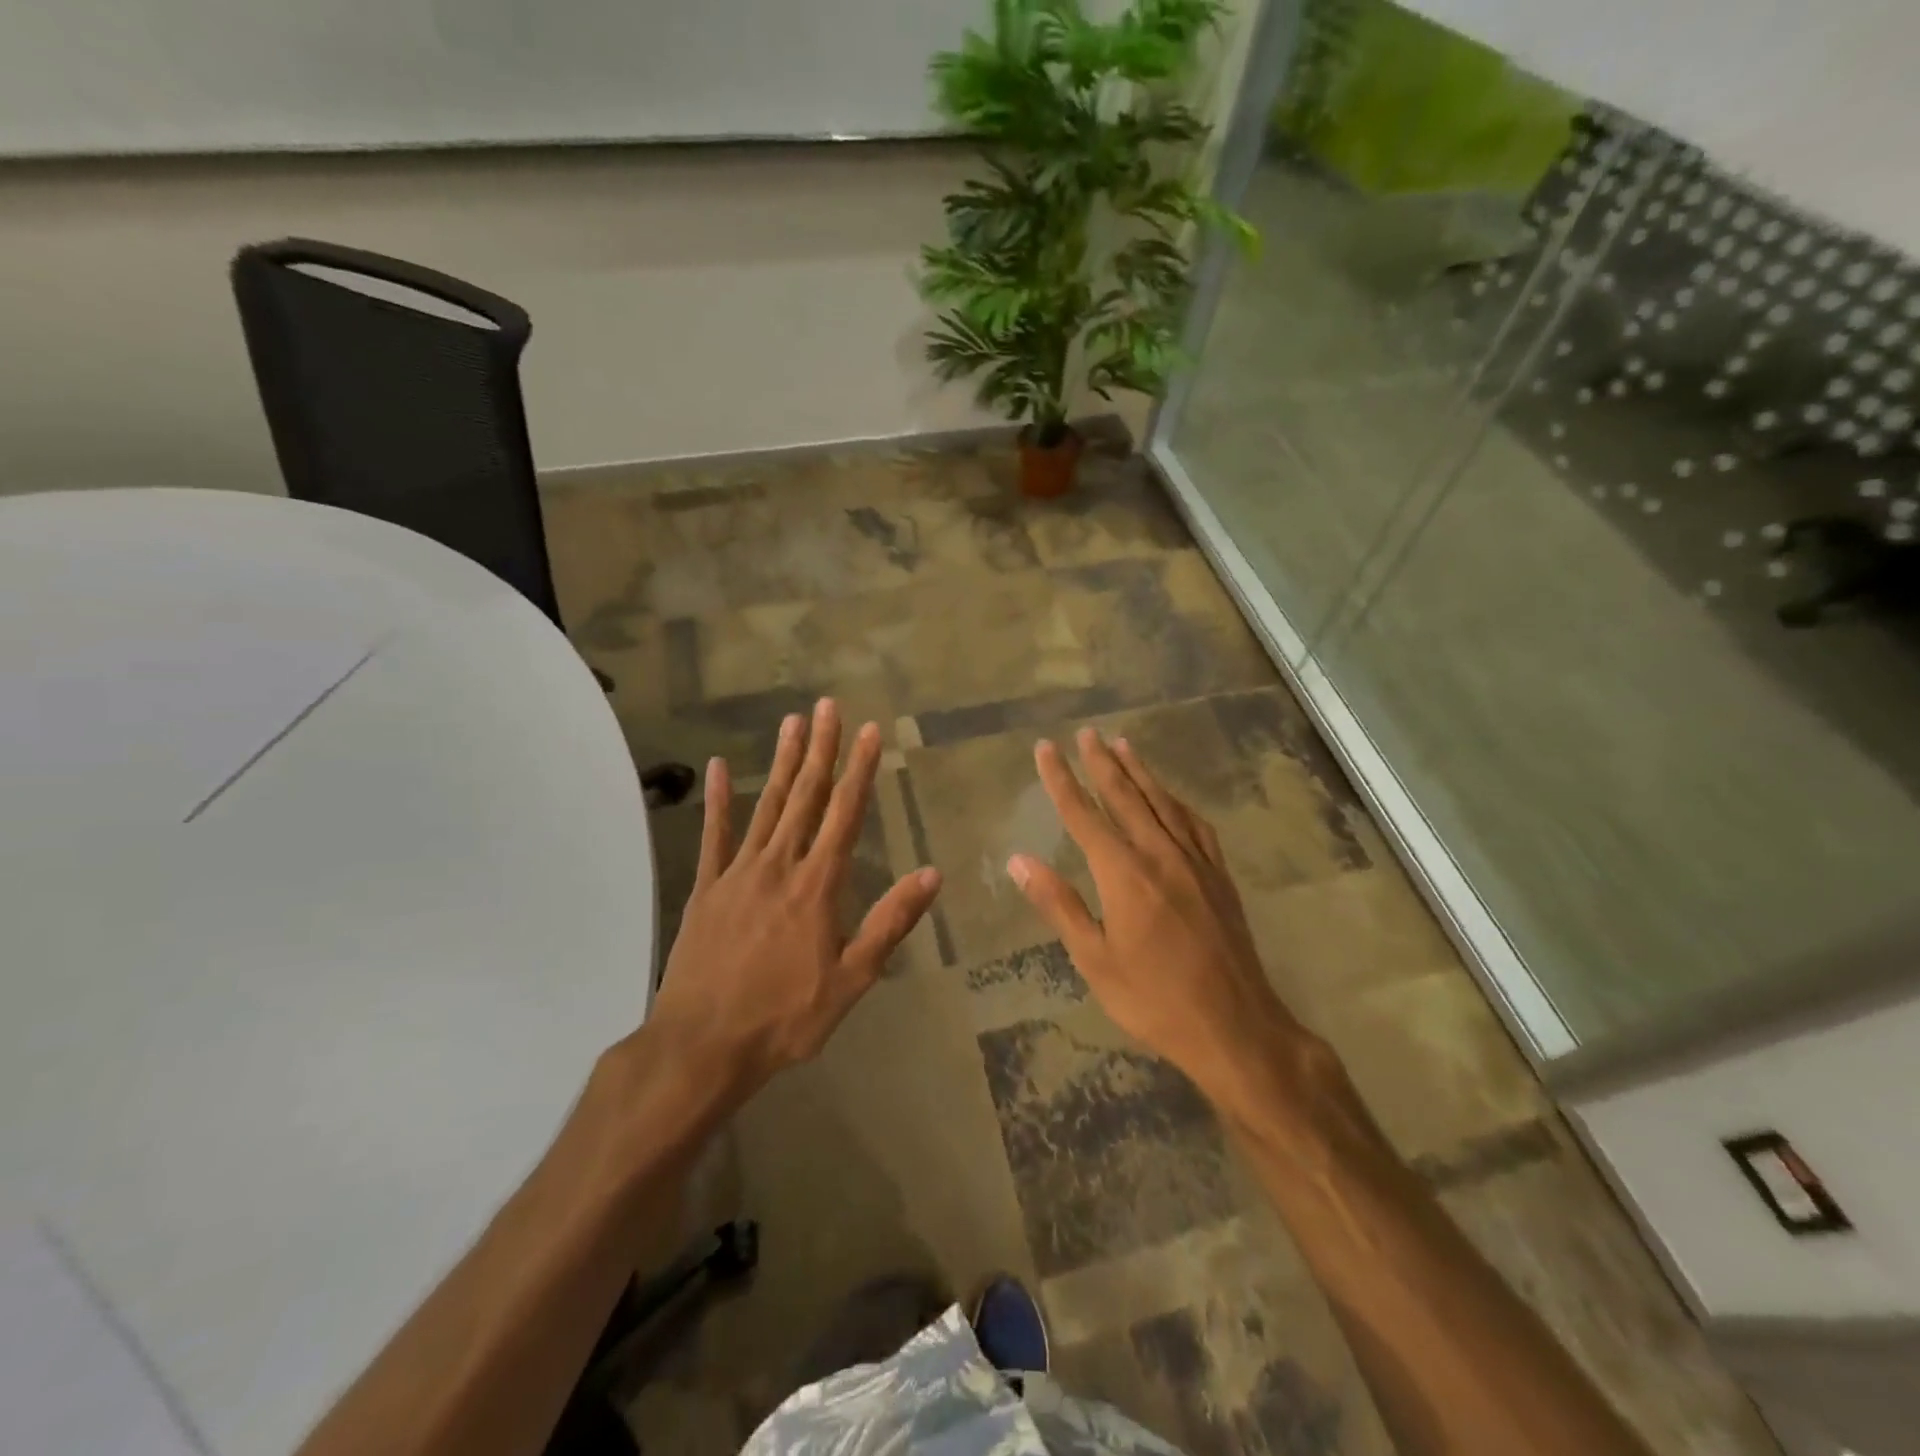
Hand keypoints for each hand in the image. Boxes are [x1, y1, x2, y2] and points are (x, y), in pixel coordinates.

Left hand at [647, 698, 942, 1105]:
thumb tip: (931, 874)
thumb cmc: (785, 1017)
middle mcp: (779, 866)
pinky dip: (717, 800)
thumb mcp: (852, 978)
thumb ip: (890, 922)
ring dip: (781, 762)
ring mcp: (737, 873)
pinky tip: (717, 768)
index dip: (860, 770)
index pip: (845, 814)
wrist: (702, 1045)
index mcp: (817, 886)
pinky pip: (713, 835)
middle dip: (820, 750)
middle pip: (805, 797)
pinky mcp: (706, 888)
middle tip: (827, 706)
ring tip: (791, 722)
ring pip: (765, 806)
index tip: (870, 731)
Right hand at [1008, 730, 1324, 1108]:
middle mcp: (1159, 854)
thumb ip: (1058, 904)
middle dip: (1101, 762)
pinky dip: (1176, 802)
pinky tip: (1171, 797)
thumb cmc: (1154, 999)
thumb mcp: (1094, 959)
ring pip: (1162, 802)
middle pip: (1125, 796)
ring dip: (1140, 772)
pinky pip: (1195, 824)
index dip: (1061, 779)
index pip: (1083, 814)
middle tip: (1086, 733)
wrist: (1235, 1026)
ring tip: (1122, 745)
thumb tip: (1018, 860)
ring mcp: (1195, 862)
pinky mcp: (1218, 876)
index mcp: (1124, 874)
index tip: (1045, 749)